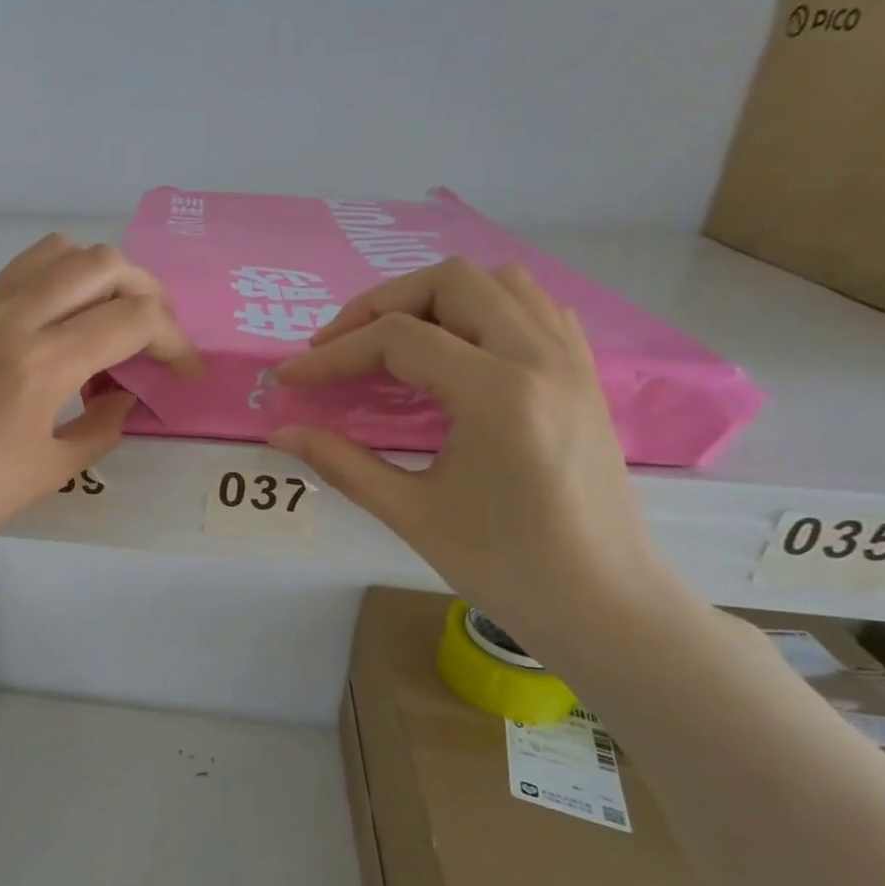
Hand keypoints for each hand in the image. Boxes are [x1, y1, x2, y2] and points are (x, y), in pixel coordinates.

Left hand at [0, 235, 198, 665]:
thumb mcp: (51, 470)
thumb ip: (102, 425)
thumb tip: (124, 395)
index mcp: (41, 364)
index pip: (132, 319)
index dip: (174, 340)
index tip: (184, 370)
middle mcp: (9, 319)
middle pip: (99, 264)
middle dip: (146, 290)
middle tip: (156, 330)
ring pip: (52, 254)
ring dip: (96, 275)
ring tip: (106, 317)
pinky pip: (13, 279)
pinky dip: (51, 288)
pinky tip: (52, 332)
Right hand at [269, 259, 670, 649]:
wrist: (604, 603)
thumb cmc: (505, 566)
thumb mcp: (411, 514)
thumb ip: (341, 463)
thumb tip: (281, 434)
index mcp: (497, 394)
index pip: (398, 339)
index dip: (334, 354)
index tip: (291, 377)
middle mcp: (540, 358)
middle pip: (451, 282)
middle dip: (380, 305)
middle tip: (337, 346)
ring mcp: (570, 361)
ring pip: (499, 282)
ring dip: (434, 298)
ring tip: (392, 340)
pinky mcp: (583, 375)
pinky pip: (533, 307)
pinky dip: (483, 309)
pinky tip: (455, 349)